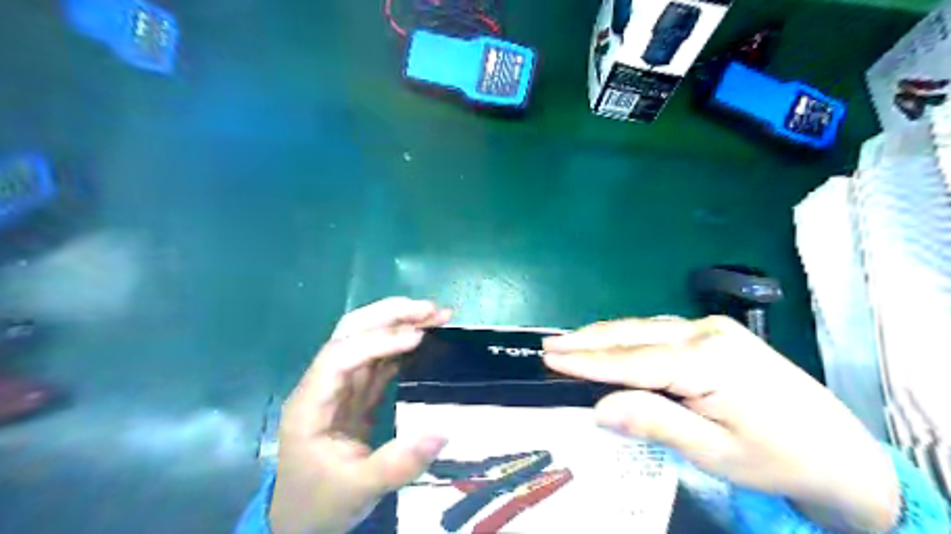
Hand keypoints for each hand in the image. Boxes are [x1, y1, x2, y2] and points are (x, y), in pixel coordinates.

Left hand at [270, 297, 451, 533]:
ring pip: (368, 339)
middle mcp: (324, 384)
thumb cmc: (321, 503)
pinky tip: (426, 339)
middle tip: (432, 310)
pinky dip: (403, 346)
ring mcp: (342, 386)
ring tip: (436, 316)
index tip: (417, 338)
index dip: (377, 341)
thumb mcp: (359, 489)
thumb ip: (398, 463)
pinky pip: (381, 361)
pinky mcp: (358, 394)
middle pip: (351, 332)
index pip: (339, 356)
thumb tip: (443, 431)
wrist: (303, 519)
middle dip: (391, 315)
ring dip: (401, 323)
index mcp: (312, 403)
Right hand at [541, 315, 900, 530]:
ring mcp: (711, 328)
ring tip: (569, 342)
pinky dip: (627, 337)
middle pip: (632, 335)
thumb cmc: (775, 457)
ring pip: (643, 328)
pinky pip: (658, 330)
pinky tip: (612, 342)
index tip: (549, 358)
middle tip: (548, 345)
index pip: (630, 360)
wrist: (840, 450)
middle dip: (587, 340)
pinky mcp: (715, 332)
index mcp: (706, 361)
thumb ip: (654, 420)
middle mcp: (705, 332)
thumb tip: (599, 406)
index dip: (586, 361)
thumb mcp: (713, 451)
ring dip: (604, 336)